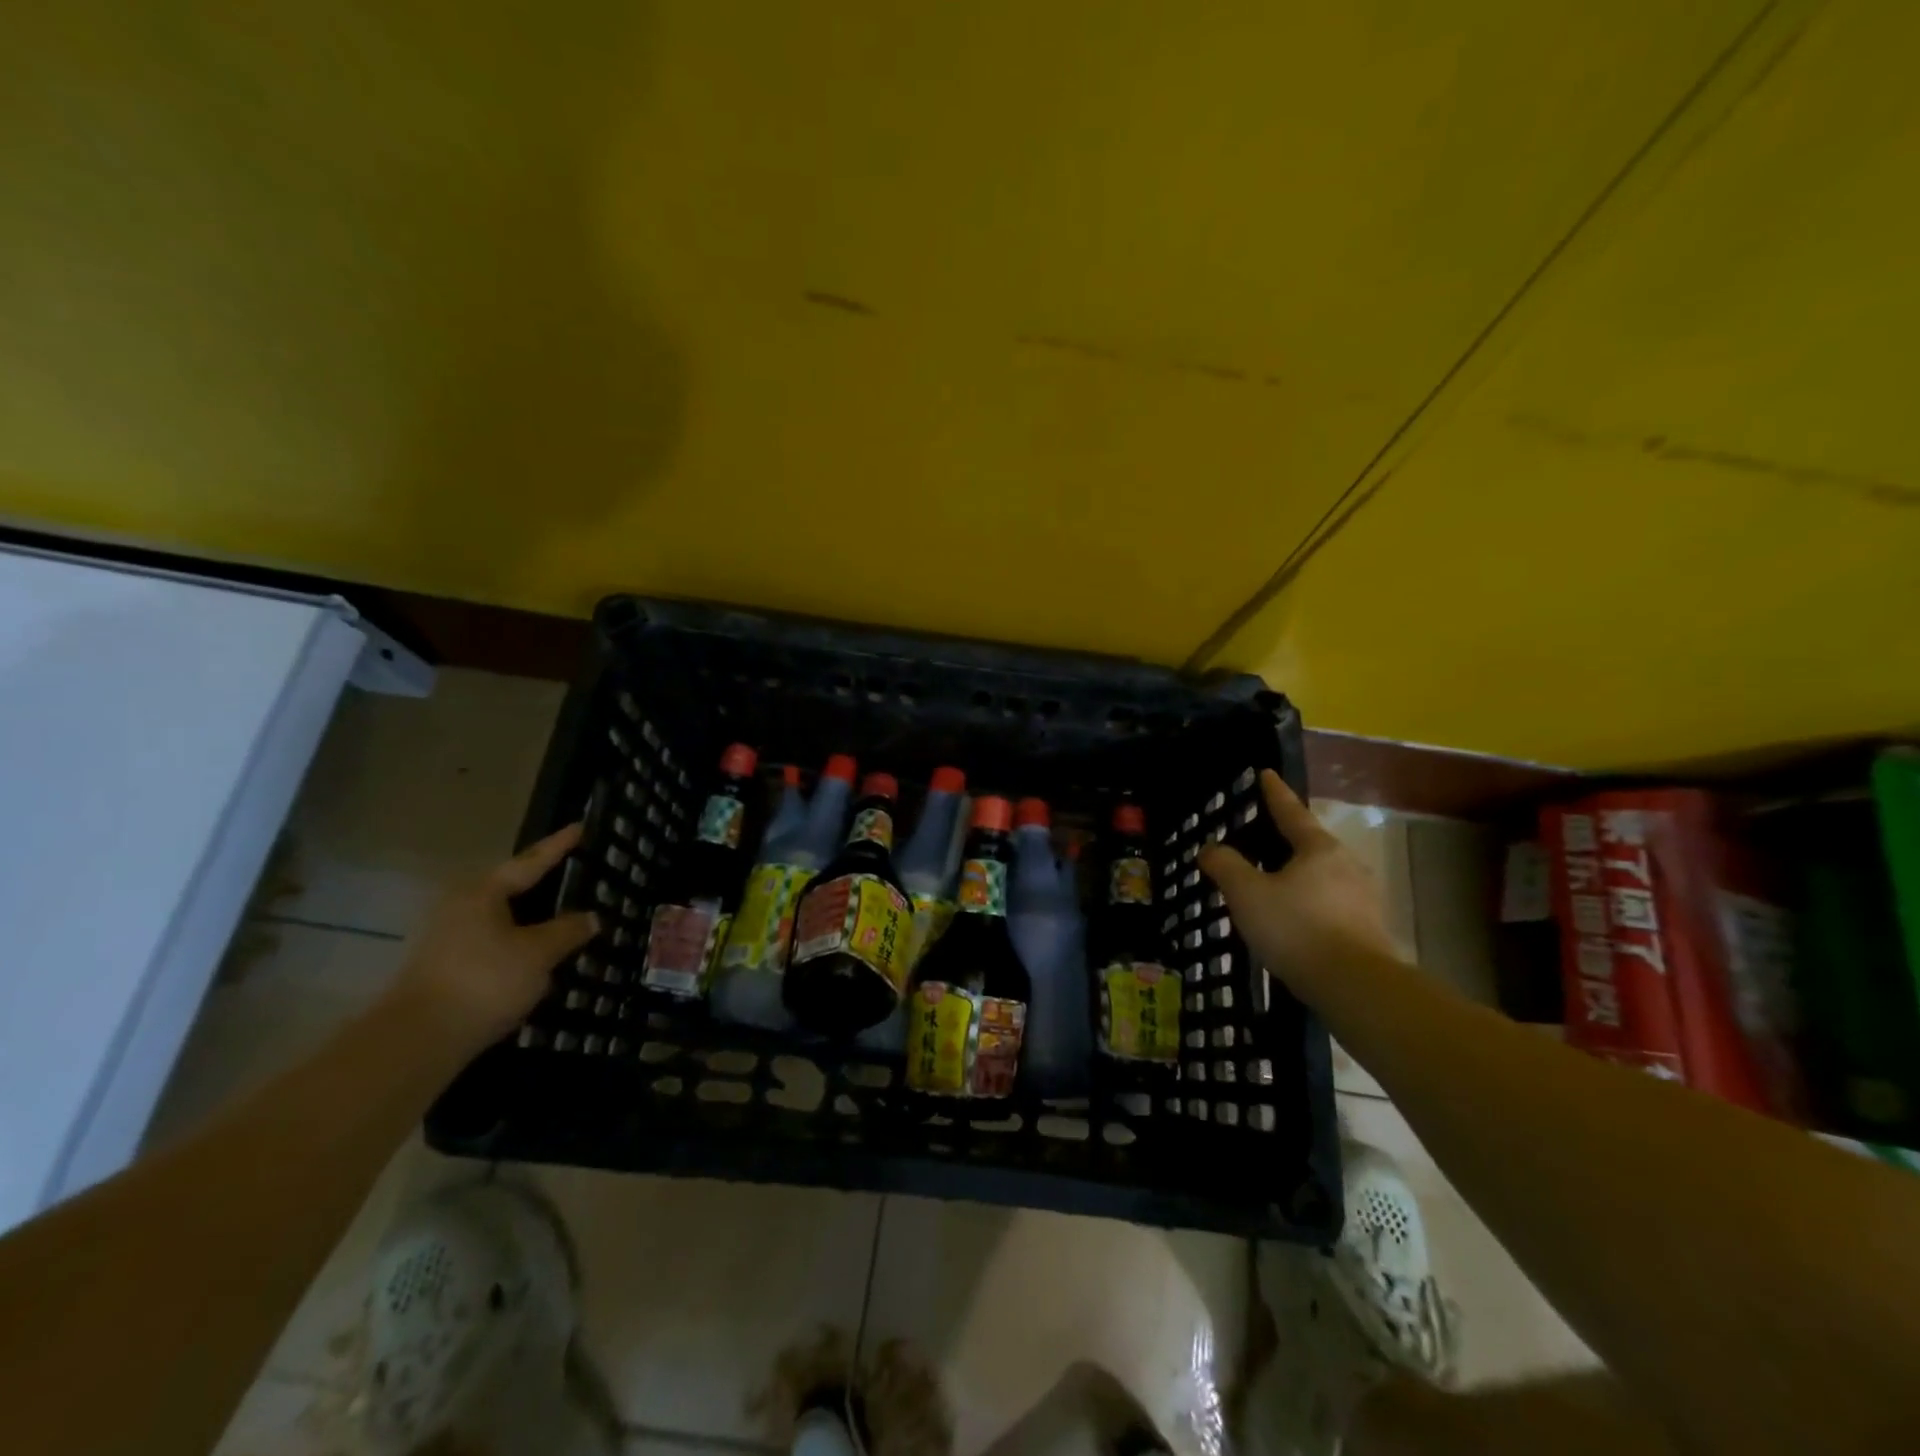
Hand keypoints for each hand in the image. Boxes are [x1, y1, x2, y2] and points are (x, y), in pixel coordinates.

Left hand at [389, 823, 599, 1049]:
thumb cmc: (485, 981)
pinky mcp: (444, 968)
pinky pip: (492, 944)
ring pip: (501, 919)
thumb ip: (568, 931)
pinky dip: (517, 944)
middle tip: (574, 874)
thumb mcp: (539, 953)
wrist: (418, 1040)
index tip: (579, 827)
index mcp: (483, 892)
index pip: (530, 862)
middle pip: (511, 888)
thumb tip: (591, 917)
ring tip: (563, 920)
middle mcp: (460, 906)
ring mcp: (447, 938)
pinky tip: (537, 958)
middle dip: (542, 884)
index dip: (558, 846)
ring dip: (531, 920)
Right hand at [1198, 771, 1399, 991]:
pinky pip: (1330, 904)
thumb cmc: (1297, 928)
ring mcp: (1362, 899)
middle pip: (1311, 844)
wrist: (1356, 986)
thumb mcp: (1248, 894)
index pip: (1291, 811)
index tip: (1266, 773)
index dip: (1274, 793)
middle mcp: (1346, 865)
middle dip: (1287, 839)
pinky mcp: (1367, 929)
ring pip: (1322, 876)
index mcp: (1318, 849)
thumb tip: (1210, 848)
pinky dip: (1309, 903)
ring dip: (1298, 875)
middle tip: (1262, 837)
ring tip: (1274, 883)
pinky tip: (1294, 920)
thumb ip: (1226, 866)